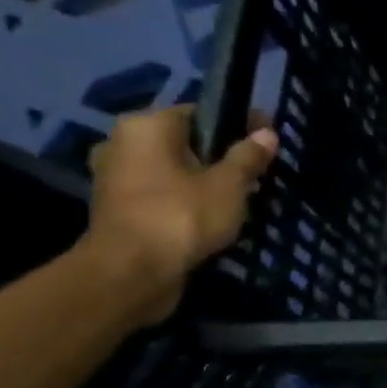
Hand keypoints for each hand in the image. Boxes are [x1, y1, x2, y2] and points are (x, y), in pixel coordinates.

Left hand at [79, 106, 278, 324]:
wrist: (130, 275)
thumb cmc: (181, 217)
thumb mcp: (229, 185)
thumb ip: (248, 157)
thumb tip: (267, 134)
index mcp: (146, 126)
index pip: (201, 112)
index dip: (240, 123)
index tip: (269, 140)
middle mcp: (123, 144)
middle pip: (187, 142)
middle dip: (222, 155)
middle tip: (259, 172)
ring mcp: (117, 178)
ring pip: (175, 169)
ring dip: (206, 180)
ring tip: (243, 196)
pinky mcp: (120, 209)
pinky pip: (164, 193)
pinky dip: (188, 200)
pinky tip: (216, 215)